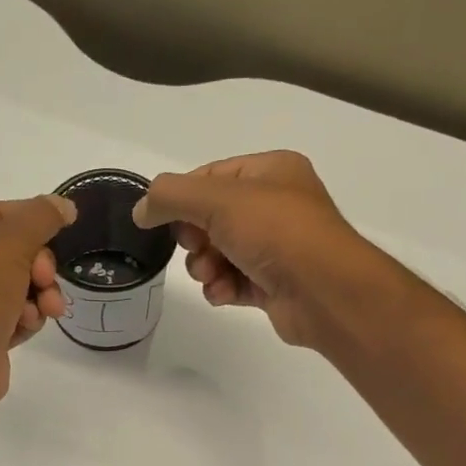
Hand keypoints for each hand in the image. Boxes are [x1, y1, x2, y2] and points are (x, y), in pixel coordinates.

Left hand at [0, 195, 74, 410]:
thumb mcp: (12, 240)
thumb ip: (42, 217)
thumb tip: (64, 205)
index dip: (34, 223)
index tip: (64, 233)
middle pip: (11, 252)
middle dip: (39, 268)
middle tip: (45, 281)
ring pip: (16, 287)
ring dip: (38, 297)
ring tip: (46, 311)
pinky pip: (10, 316)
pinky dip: (24, 320)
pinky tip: (26, 327)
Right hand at [132, 151, 381, 347]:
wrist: (323, 291)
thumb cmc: (276, 232)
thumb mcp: (217, 200)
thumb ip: (171, 197)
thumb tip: (141, 209)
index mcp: (270, 172)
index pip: (211, 176)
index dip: (183, 197)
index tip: (163, 220)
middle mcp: (276, 205)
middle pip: (211, 217)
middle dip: (194, 238)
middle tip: (196, 248)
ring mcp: (276, 247)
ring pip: (219, 253)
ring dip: (205, 267)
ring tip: (211, 275)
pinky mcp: (273, 284)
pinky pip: (233, 281)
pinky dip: (222, 288)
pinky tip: (223, 293)